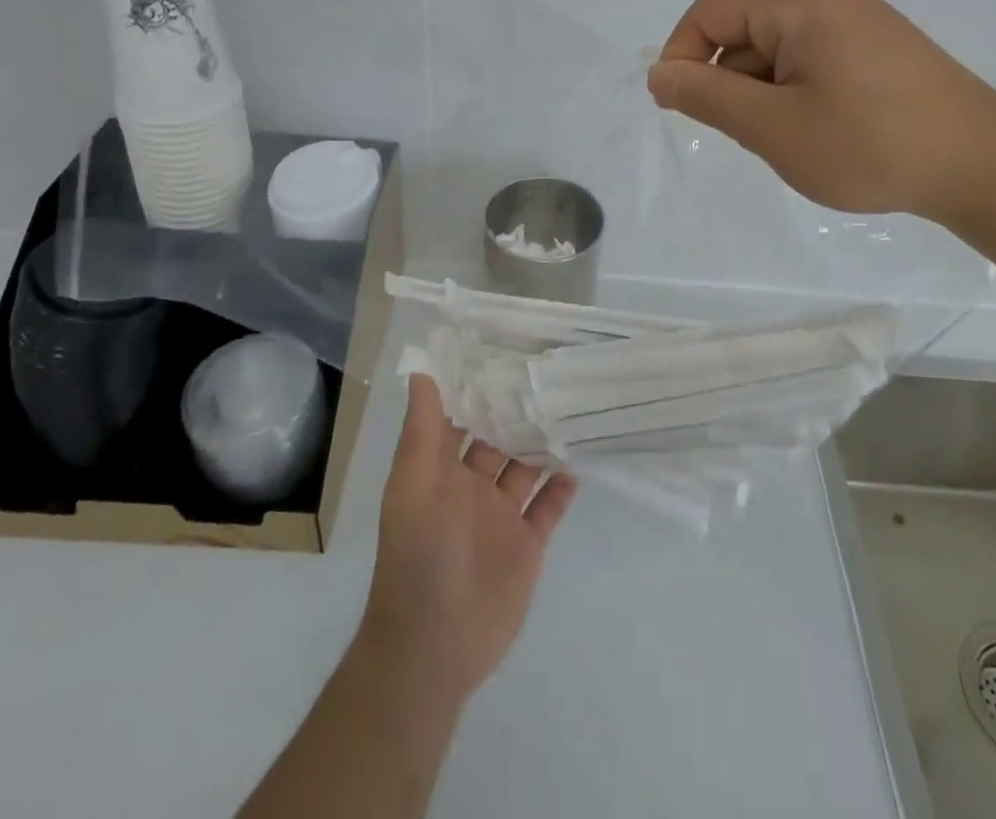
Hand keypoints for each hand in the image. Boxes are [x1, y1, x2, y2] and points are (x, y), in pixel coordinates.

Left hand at [356, 375, 577, 705]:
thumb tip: (421, 372)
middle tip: (552, 367)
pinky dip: (564, 483)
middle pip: (499, 437)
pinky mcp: (527, 543)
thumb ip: (422, 431)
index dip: (477, 386)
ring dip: (545, 441)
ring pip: (527, 466)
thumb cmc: (420, 557)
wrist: (435, 647)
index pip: (460, 417)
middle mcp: (471, 486)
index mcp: (441, 470)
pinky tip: (582, 455)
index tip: (504, 347)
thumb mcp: (413, 486)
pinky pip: (549, 505)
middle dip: (519, 409)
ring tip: (574, 402)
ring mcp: (501, 515)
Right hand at [646, 0, 995, 222]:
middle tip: (757, 137)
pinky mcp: (874, 45)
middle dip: (730, 85)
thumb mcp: (773, 126)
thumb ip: (706, 96)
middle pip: (741, 31)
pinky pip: (808, 60)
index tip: (683, 113)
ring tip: (798, 140)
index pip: (708, 15)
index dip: (681, 60)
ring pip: (773, 52)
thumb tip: (659, 74)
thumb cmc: (869, 144)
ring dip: (764, 95)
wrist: (982, 165)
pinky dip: (796, 95)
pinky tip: (824, 132)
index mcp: (797, 0)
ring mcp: (854, 19)